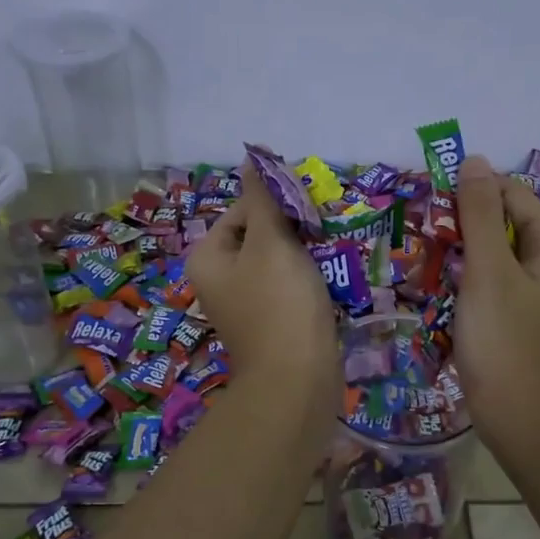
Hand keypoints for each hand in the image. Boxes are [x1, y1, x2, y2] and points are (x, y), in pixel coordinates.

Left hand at [186, 164, 338, 432]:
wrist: (297, 381)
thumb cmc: (280, 304)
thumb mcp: (271, 241)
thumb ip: (263, 198)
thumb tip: (251, 158)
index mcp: (208, 257)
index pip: (242, 210)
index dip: (277, 206)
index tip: (309, 214)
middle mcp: (219, 279)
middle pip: (260, 235)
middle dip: (294, 232)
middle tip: (324, 234)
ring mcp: (245, 304)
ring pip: (278, 262)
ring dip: (305, 256)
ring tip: (331, 257)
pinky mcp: (270, 323)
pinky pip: (288, 288)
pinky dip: (308, 282)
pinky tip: (330, 284)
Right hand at [453, 156, 539, 456]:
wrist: (520, 420)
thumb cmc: (505, 342)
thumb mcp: (488, 272)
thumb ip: (480, 215)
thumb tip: (473, 160)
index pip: (513, 196)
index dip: (474, 191)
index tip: (431, 200)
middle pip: (505, 224)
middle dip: (465, 222)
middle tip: (424, 232)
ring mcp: (537, 294)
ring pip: (495, 255)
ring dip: (463, 251)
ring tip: (426, 256)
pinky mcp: (519, 319)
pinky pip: (493, 284)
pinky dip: (468, 279)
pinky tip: (442, 288)